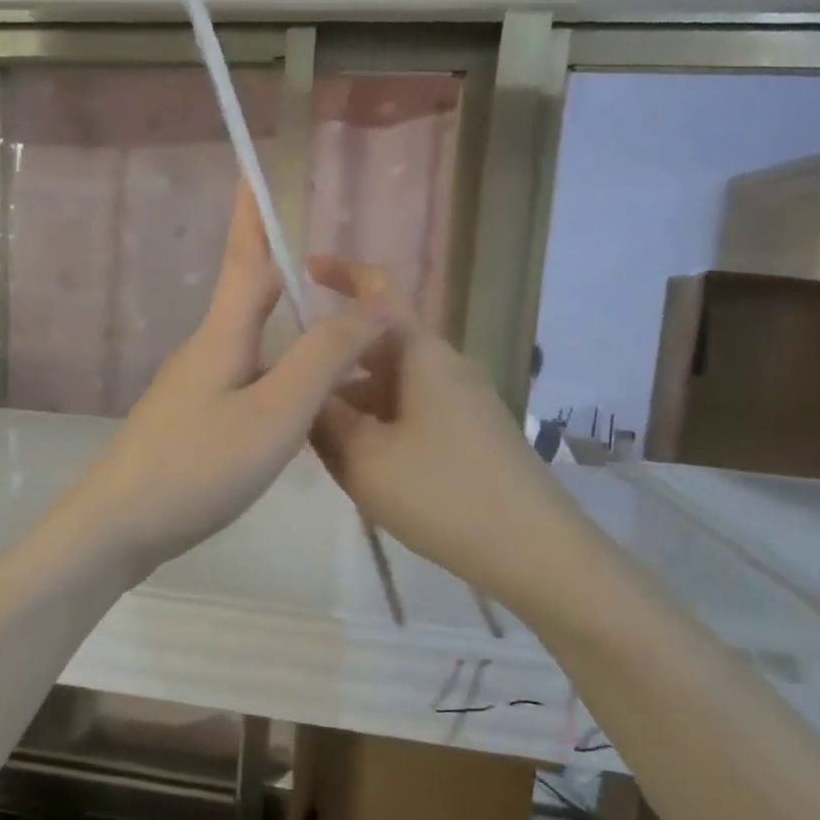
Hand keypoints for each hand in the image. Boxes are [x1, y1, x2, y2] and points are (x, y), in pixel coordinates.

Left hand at [71, 188, 393, 578]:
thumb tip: (372, 302)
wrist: (119, 526)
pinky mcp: (191, 424)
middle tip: (322, 254)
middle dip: (278, 264)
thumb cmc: (198, 466)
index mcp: (222, 336)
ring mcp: (193, 390)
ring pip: (249, 342)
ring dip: (285, 324)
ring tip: (330, 326)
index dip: (253, 212)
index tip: (255, 169)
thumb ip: (322, 356)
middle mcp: (205, 352)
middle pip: (246, 295)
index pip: (245, 257)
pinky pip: (243, 380)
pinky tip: (296, 397)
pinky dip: (276, 371)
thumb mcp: (274, 413)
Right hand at [305, 255, 566, 595]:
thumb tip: (298, 388)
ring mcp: (460, 401)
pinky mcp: (467, 434)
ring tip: (310, 436)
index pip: (378, 292)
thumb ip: (322, 418)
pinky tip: (355, 461)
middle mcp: (443, 367)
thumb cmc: (442, 492)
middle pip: (376, 345)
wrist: (533, 550)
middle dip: (331, 361)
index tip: (301, 269)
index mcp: (420, 355)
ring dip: (349, 400)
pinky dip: (374, 423)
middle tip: (286, 388)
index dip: (341, 272)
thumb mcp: (363, 457)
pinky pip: (407, 412)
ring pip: (389, 384)